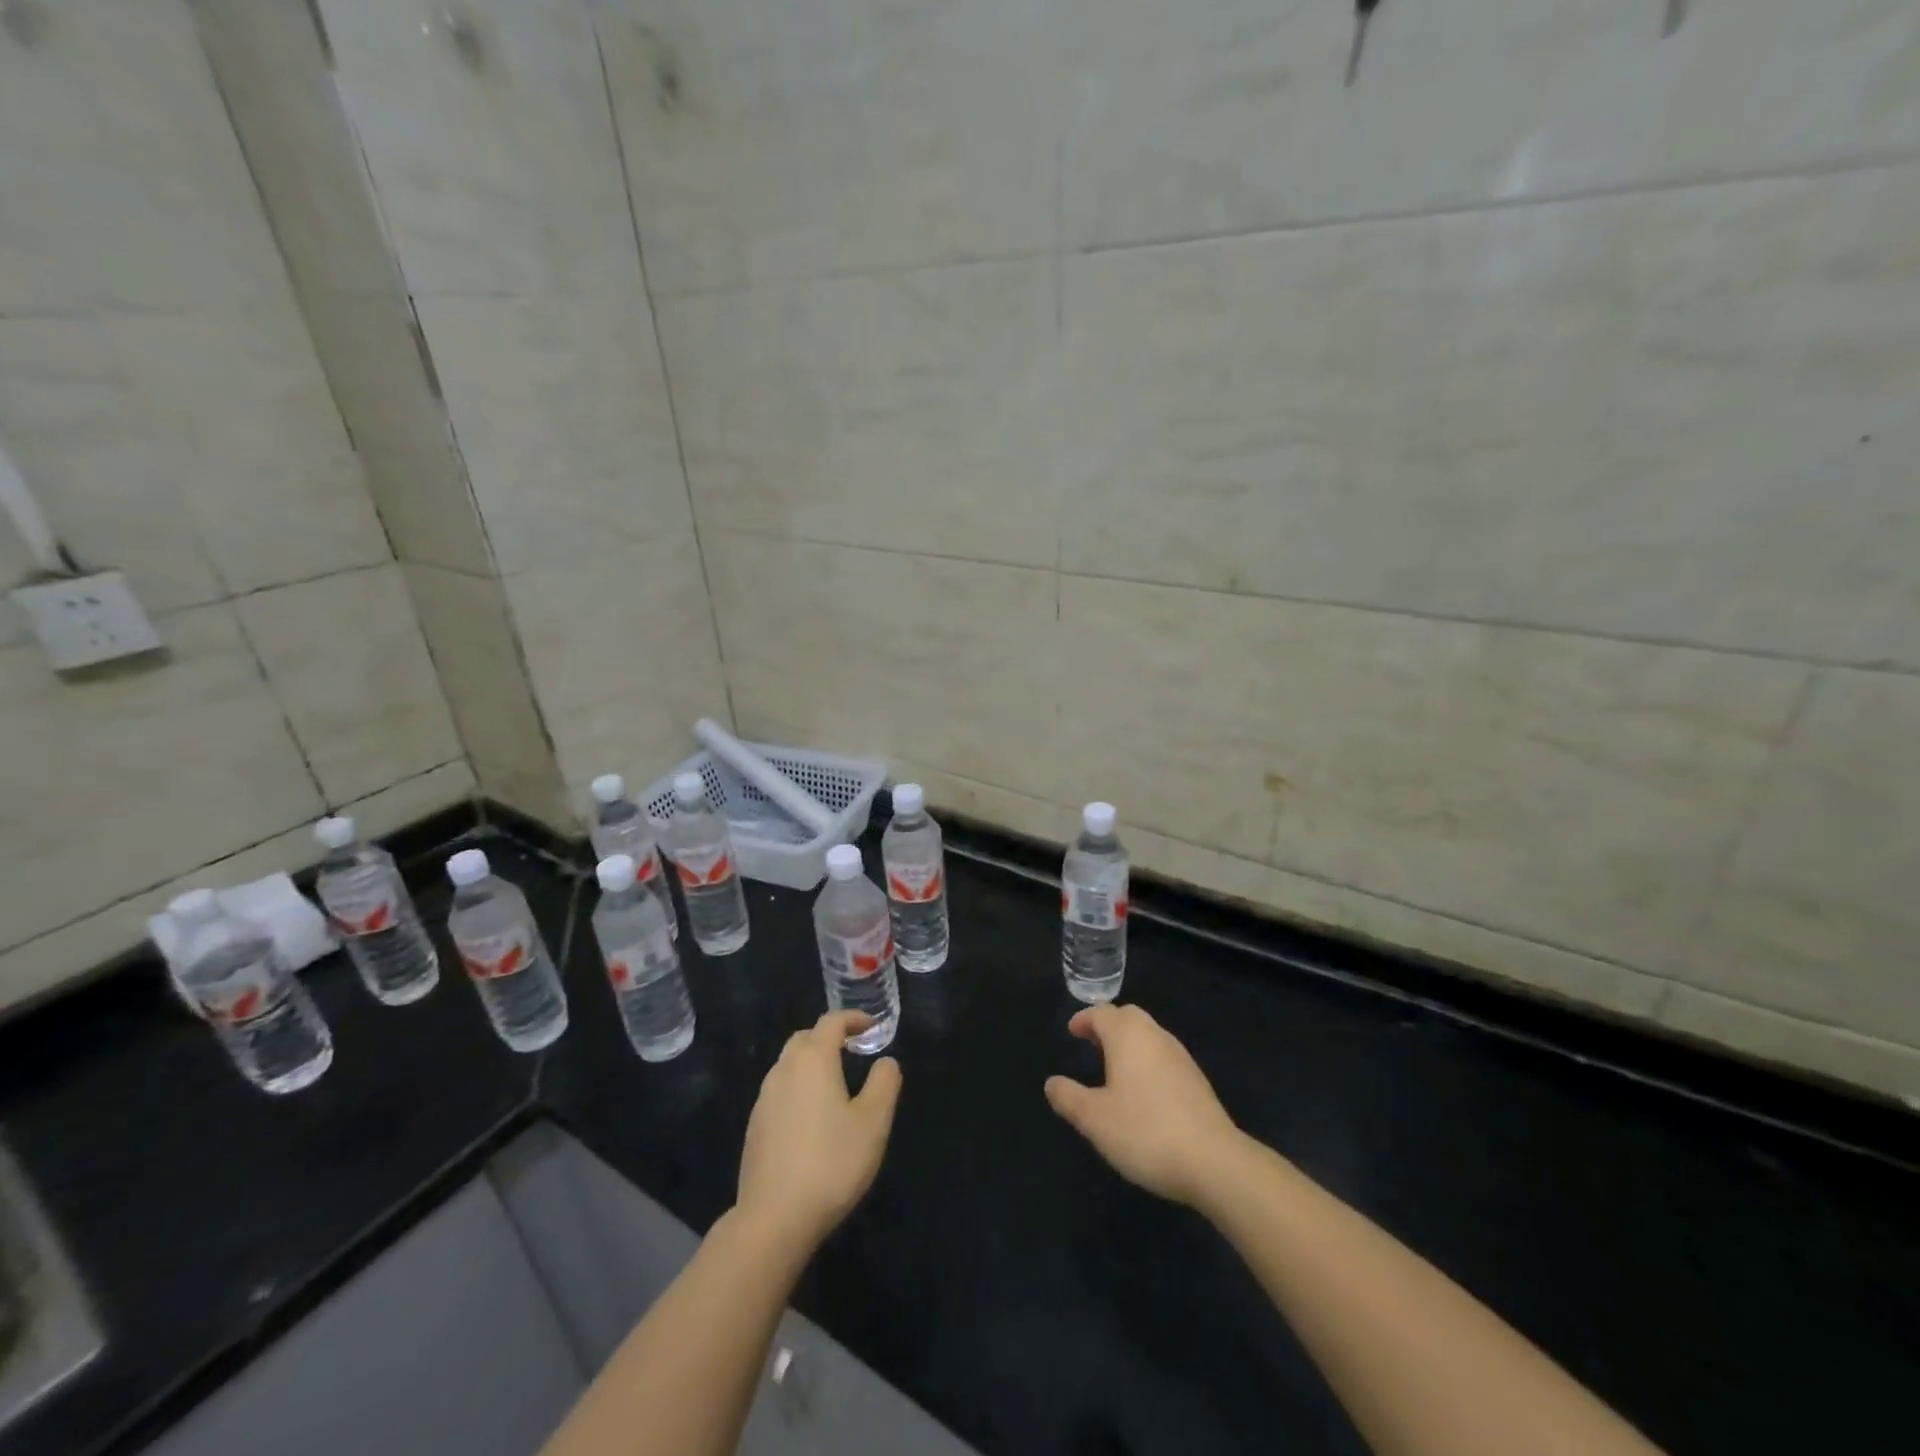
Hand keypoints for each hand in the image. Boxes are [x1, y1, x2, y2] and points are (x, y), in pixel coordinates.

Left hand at [735, 1011, 902, 1252]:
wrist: (774, 1218)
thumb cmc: (831, 1162)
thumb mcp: (873, 1122)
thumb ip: (884, 1084)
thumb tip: (886, 1062)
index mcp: (813, 1060)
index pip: (831, 1022)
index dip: (853, 1018)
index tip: (872, 1026)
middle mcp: (784, 1070)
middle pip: (805, 1038)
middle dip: (829, 1037)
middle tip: (853, 1050)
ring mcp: (764, 1098)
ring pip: (789, 1064)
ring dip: (811, 1062)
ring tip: (835, 1082)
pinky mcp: (755, 1126)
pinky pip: (779, 1090)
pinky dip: (798, 1087)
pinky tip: (811, 1116)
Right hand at [1045, 1004, 1243, 1206]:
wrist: (1215, 1162)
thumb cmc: (1146, 1132)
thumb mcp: (1095, 1120)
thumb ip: (1069, 1098)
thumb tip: (1052, 1083)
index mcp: (1128, 1036)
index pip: (1102, 1013)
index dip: (1084, 1019)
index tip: (1072, 1031)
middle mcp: (1155, 1036)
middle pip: (1129, 1016)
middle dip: (1108, 1025)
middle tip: (1092, 1043)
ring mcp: (1180, 1056)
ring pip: (1149, 1035)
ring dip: (1129, 1042)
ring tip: (1114, 1067)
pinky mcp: (1197, 1080)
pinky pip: (1164, 1056)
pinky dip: (1147, 1060)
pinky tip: (1144, 1091)